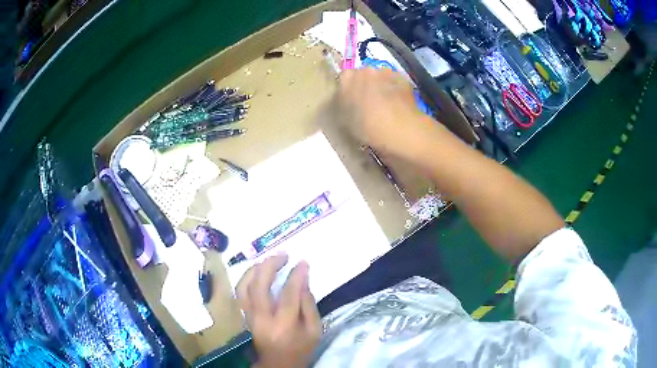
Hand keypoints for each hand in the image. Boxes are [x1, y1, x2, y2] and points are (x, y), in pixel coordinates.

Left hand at [236, 254, 321, 367]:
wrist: (278, 363)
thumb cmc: (300, 348)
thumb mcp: (314, 330)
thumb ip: (309, 306)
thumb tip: (303, 281)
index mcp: (285, 324)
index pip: (289, 294)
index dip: (296, 275)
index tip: (303, 262)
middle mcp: (263, 318)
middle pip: (260, 286)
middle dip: (270, 265)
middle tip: (283, 255)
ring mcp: (250, 316)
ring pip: (244, 287)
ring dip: (255, 269)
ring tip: (268, 260)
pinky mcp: (245, 315)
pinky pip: (240, 292)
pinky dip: (247, 278)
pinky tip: (257, 272)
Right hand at [335, 68, 438, 159]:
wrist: (400, 129)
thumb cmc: (368, 128)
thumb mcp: (346, 120)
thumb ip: (343, 104)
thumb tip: (347, 100)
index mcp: (347, 80)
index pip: (345, 77)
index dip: (349, 87)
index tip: (352, 98)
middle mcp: (365, 71)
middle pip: (363, 74)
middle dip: (366, 84)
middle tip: (369, 101)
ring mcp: (385, 72)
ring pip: (380, 76)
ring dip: (381, 85)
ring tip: (386, 103)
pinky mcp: (402, 78)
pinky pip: (395, 81)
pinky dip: (395, 88)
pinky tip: (398, 103)